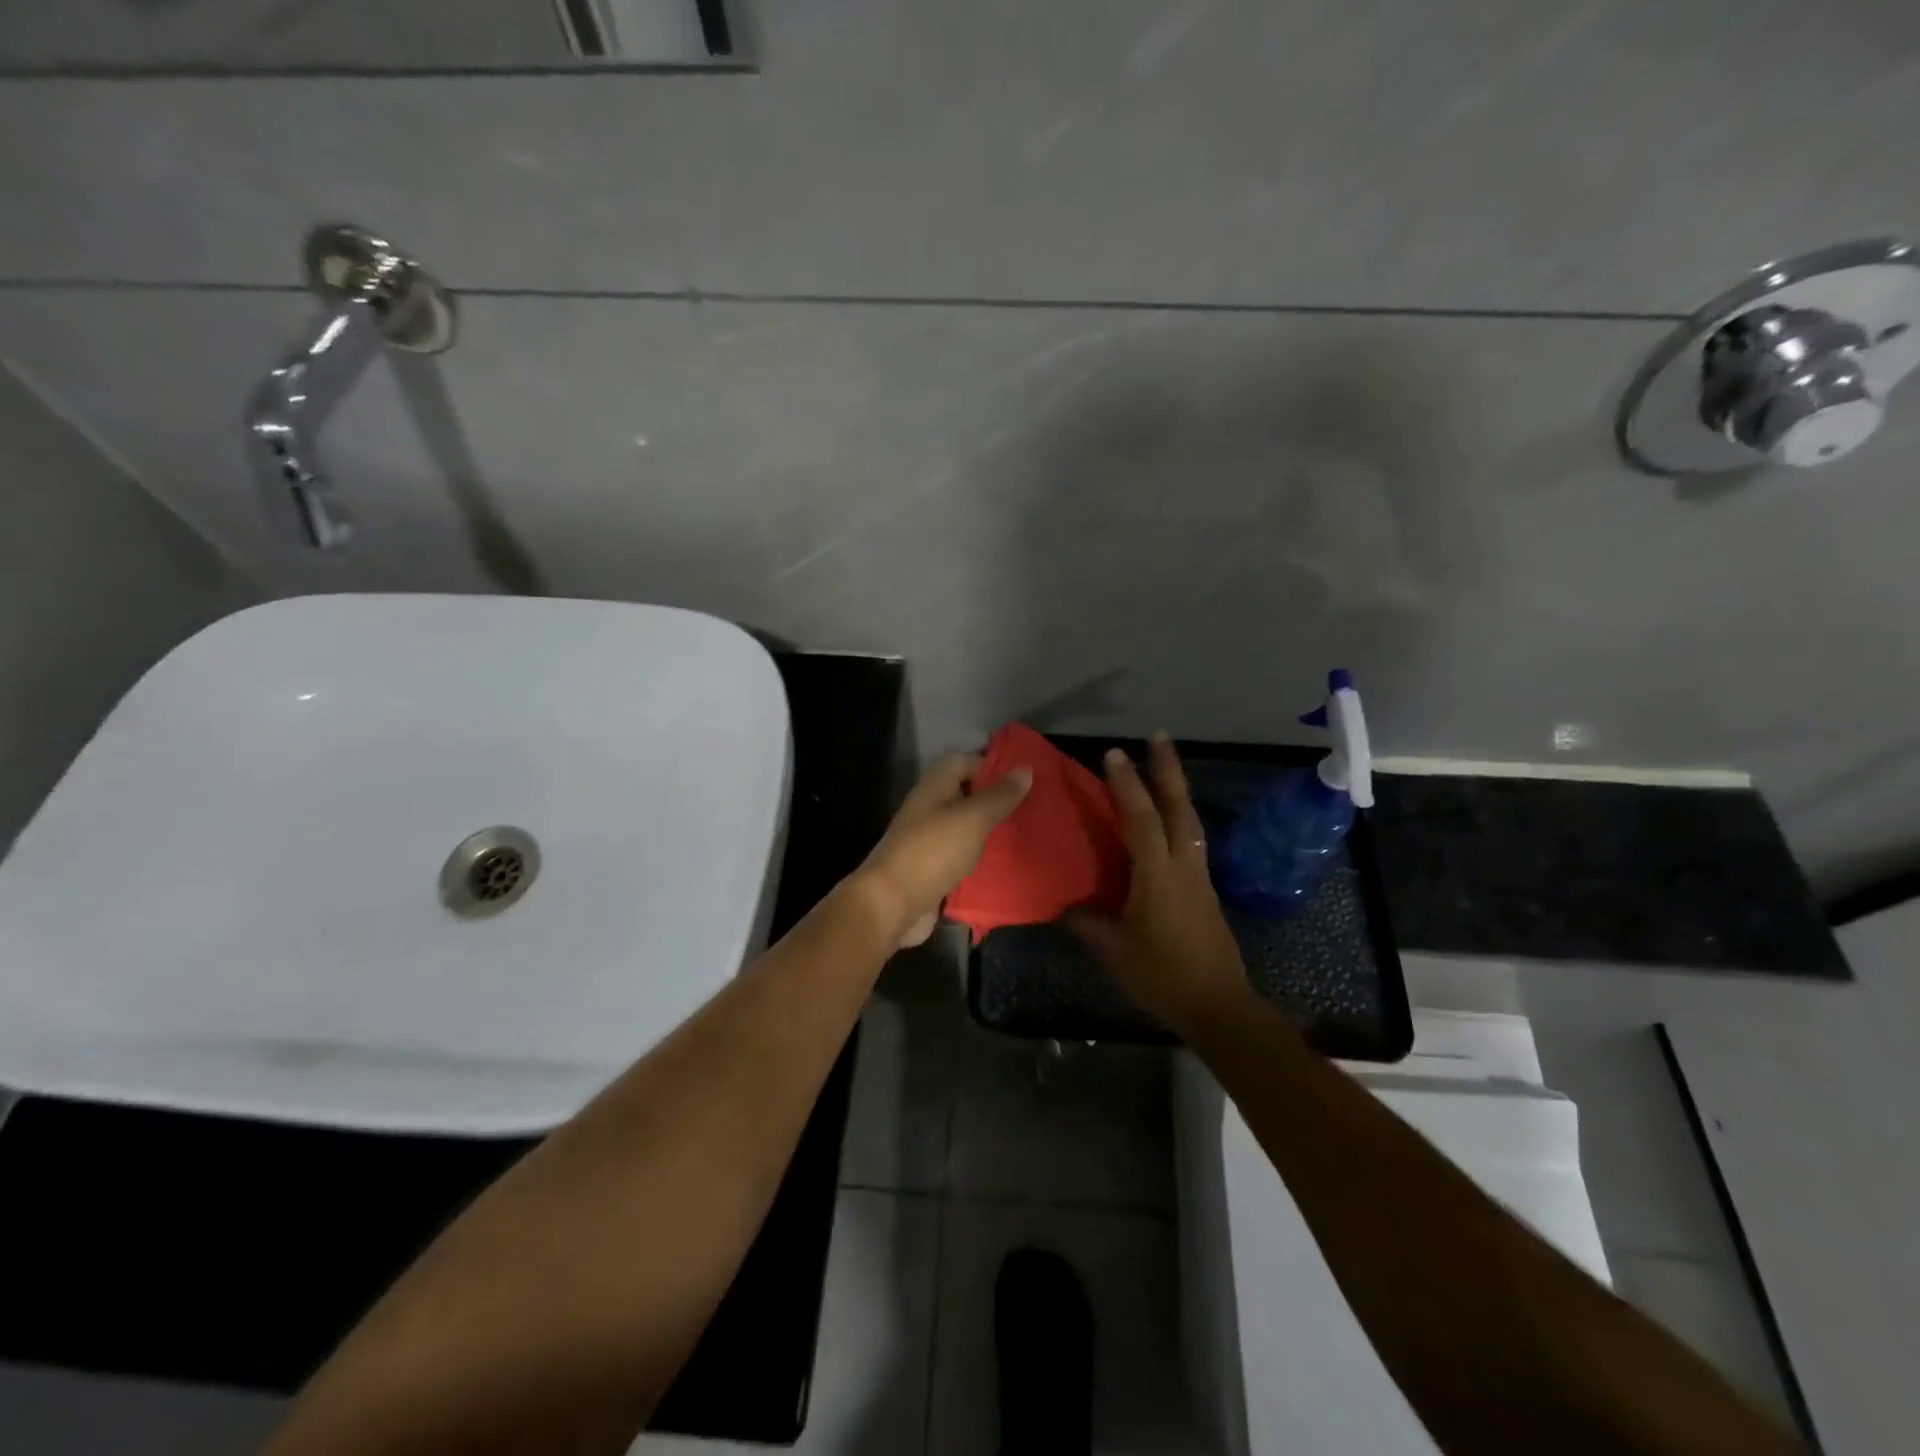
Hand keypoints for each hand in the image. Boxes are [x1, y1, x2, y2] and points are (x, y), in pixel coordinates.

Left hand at [850, 753, 1032, 948]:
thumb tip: (1025, 770)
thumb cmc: (932, 852)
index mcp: (934, 787)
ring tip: (1025, 833)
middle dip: (996, 799)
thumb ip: (999, 796)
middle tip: (1033, 807)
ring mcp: (929, 840)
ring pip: (965, 826)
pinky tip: (1006, 863)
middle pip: (966, 794)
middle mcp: (929, 809)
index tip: (1024, 779)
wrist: (892, 905)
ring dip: (990, 829)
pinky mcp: (933, 869)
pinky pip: (962, 855)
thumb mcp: (972, 818)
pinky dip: (981, 857)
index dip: (992, 765)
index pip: (964, 761)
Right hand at [1068, 734, 1252, 1032]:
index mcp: (1157, 874)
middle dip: (1168, 769)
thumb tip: (1066, 904)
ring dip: (1176, 789)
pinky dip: (1178, 817)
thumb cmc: (1162, 976)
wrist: (1218, 1006)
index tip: (1113, 753)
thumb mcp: (1113, 951)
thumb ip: (1087, 922)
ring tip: (1163, 767)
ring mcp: (1198, 876)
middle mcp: (1182, 865)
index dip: (1126, 784)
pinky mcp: (1204, 889)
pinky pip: (1189, 839)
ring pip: (1189, 820)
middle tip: (1158, 737)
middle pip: (1178, 806)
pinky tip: (1167, 820)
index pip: (1140, 818)